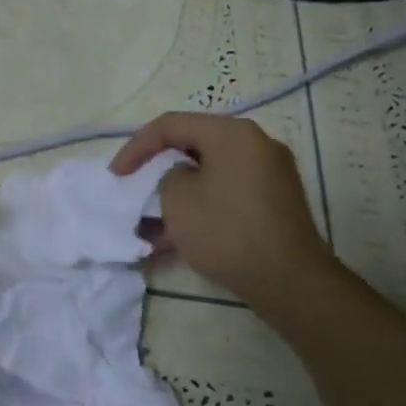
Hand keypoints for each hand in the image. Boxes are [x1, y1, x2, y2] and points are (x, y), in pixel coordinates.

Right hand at [111, 113, 338, 312]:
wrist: (289, 281)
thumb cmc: (226, 230)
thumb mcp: (177, 197)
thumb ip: (167, 175)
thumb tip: (182, 178)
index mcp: (232, 133)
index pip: (171, 124)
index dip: (136, 147)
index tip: (116, 175)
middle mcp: (255, 145)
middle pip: (193, 146)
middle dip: (157, 169)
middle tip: (134, 188)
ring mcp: (269, 175)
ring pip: (208, 175)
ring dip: (176, 195)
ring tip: (150, 223)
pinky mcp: (274, 204)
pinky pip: (225, 195)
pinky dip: (199, 208)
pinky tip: (176, 239)